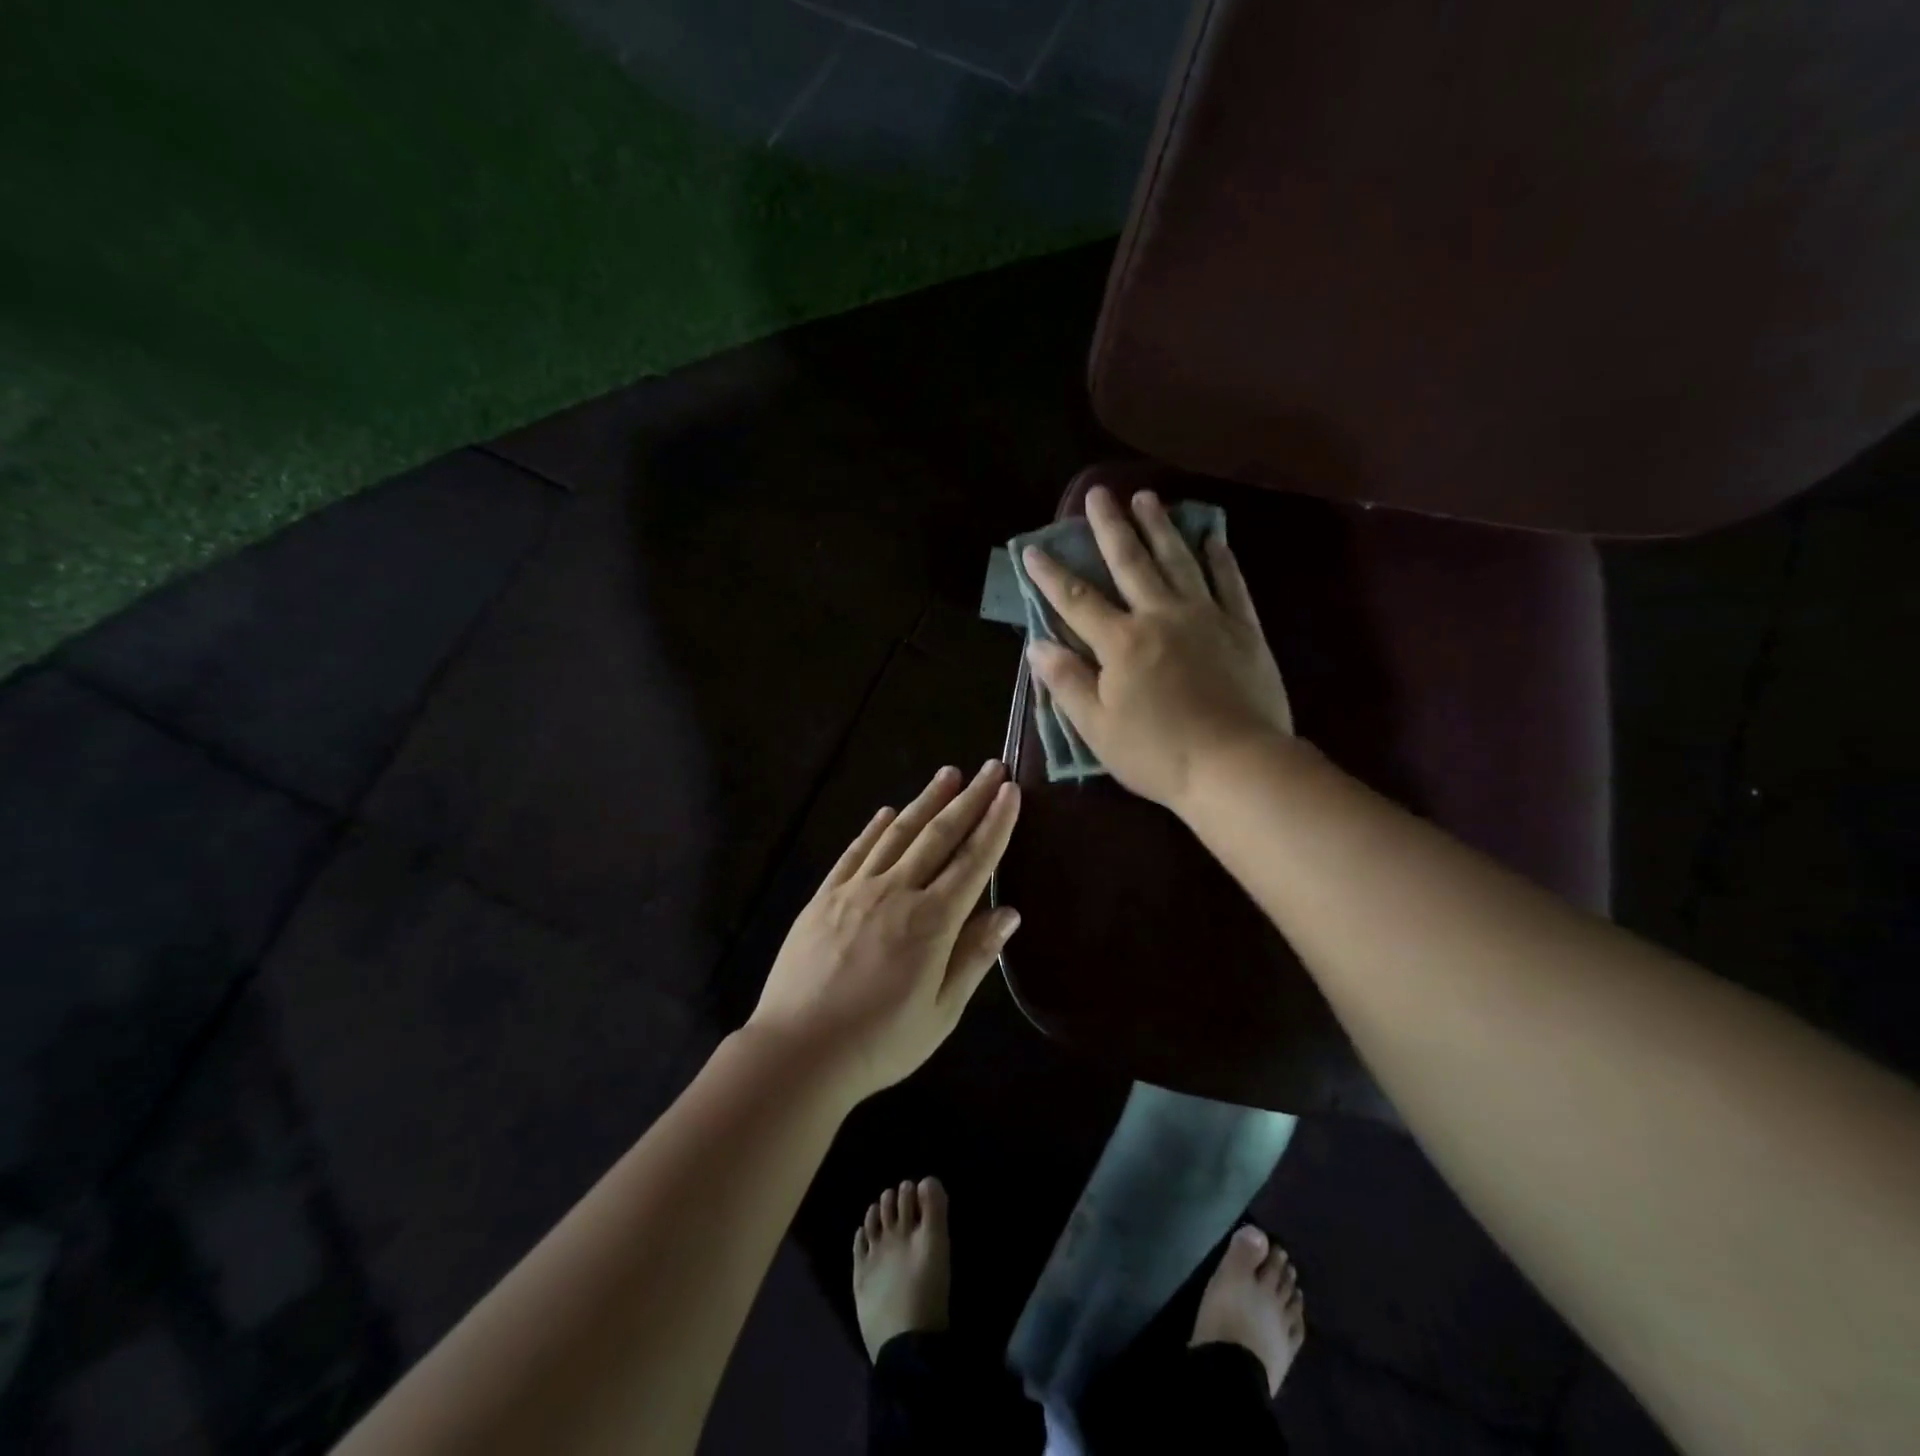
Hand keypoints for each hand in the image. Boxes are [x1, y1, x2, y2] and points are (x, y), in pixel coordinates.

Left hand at [748, 761, 1021, 1098]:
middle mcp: (897, 892)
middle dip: (970, 798)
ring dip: (926, 801)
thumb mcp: (941, 1012)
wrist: (798, 1051)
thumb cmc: (879, 1042)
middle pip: (939, 835)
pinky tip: (887, 812)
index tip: (1011, 792)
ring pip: (899, 834)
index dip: (996, 824)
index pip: (974, 861)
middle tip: (991, 767)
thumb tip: (1009, 913)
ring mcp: (856, 889)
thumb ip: (974, 957)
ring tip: (949, 773)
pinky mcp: (825, 897)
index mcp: (932, 921)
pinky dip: (874, 828)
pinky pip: (855, 852)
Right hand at [1023, 485, 1293, 810]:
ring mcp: (1207, 618)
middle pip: (1131, 563)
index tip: (1032, 549)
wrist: (1236, 766)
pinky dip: (1221, 559)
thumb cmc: (1158, 753)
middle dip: (1110, 527)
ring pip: (1179, 561)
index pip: (1076, 600)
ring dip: (1160, 527)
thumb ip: (1067, 683)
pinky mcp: (1244, 629)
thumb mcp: (1097, 728)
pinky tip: (1213, 538)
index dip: (1051, 574)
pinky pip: (1231, 584)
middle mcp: (1161, 617)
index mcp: (1121, 643)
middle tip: (1098, 494)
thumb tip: (1038, 645)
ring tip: (1147, 497)